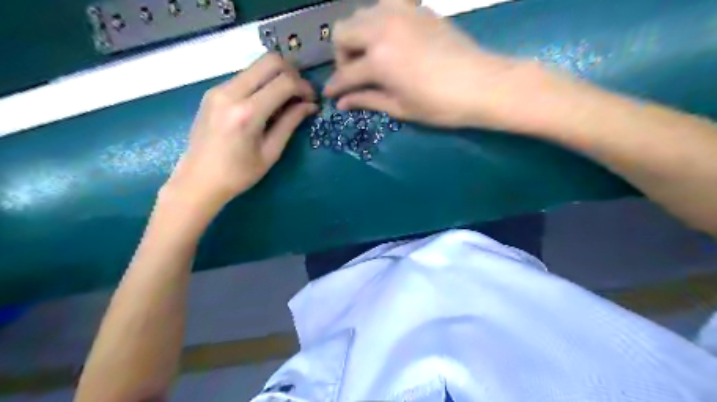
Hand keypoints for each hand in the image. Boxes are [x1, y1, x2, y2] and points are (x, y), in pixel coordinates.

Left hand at [166, 56, 316, 215]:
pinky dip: (261, 83)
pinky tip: (266, 104)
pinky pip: (244, 77)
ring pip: (256, 66)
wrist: (198, 180)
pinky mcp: (213, 92)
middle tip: (300, 93)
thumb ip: (290, 123)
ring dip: (276, 77)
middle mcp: (230, 93)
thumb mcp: (271, 152)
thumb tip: (310, 105)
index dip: (304, 87)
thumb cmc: (238, 174)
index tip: (312, 100)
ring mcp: (218, 89)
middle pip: (269, 61)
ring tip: (285, 100)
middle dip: (292, 73)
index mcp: (247, 113)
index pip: (284, 82)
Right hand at [325, 1, 525, 127]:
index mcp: (378, 59)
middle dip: (342, 55)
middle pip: (342, 31)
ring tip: (371, 55)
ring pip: (361, 13)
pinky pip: (386, 4)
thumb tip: (341, 103)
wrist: (482, 84)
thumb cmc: (439, 105)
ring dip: (358, 34)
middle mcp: (382, 29)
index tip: (330, 94)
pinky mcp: (417, 8)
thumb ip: (367, 100)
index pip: (345, 73)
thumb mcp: (400, 108)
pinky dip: (379, 19)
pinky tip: (389, 37)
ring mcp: (400, 13)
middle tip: (356, 73)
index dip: (335, 86)